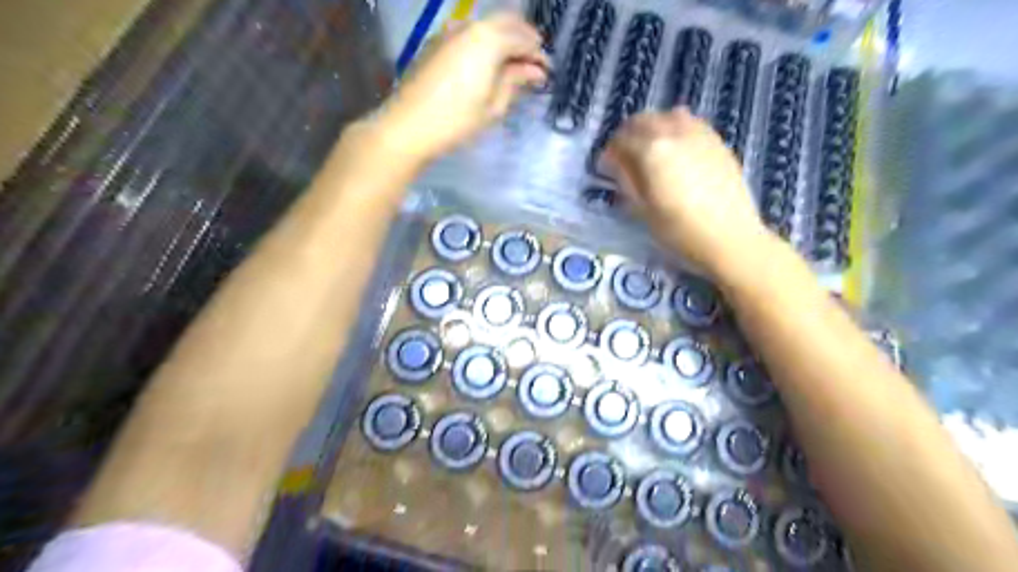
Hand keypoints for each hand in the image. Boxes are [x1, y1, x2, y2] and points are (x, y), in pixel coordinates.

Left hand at [376, 11, 547, 163]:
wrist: (408, 126)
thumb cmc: (456, 120)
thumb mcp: (493, 106)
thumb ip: (515, 81)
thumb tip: (535, 70)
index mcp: (489, 39)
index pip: (524, 38)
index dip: (538, 55)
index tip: (546, 73)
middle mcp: (470, 25)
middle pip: (507, 22)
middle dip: (524, 40)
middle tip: (533, 65)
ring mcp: (450, 30)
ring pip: (487, 25)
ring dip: (504, 40)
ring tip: (512, 67)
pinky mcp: (437, 42)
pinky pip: (470, 33)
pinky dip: (485, 43)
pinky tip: (488, 64)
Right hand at [603, 108, 771, 276]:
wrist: (729, 237)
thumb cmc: (679, 230)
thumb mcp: (642, 209)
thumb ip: (626, 179)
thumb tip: (614, 161)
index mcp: (652, 150)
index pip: (621, 139)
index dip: (609, 152)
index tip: (606, 166)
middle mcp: (674, 132)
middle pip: (643, 120)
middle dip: (628, 134)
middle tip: (624, 157)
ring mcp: (699, 133)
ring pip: (668, 115)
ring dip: (654, 127)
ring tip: (651, 150)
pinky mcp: (717, 141)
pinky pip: (691, 123)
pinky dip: (677, 129)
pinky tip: (677, 151)